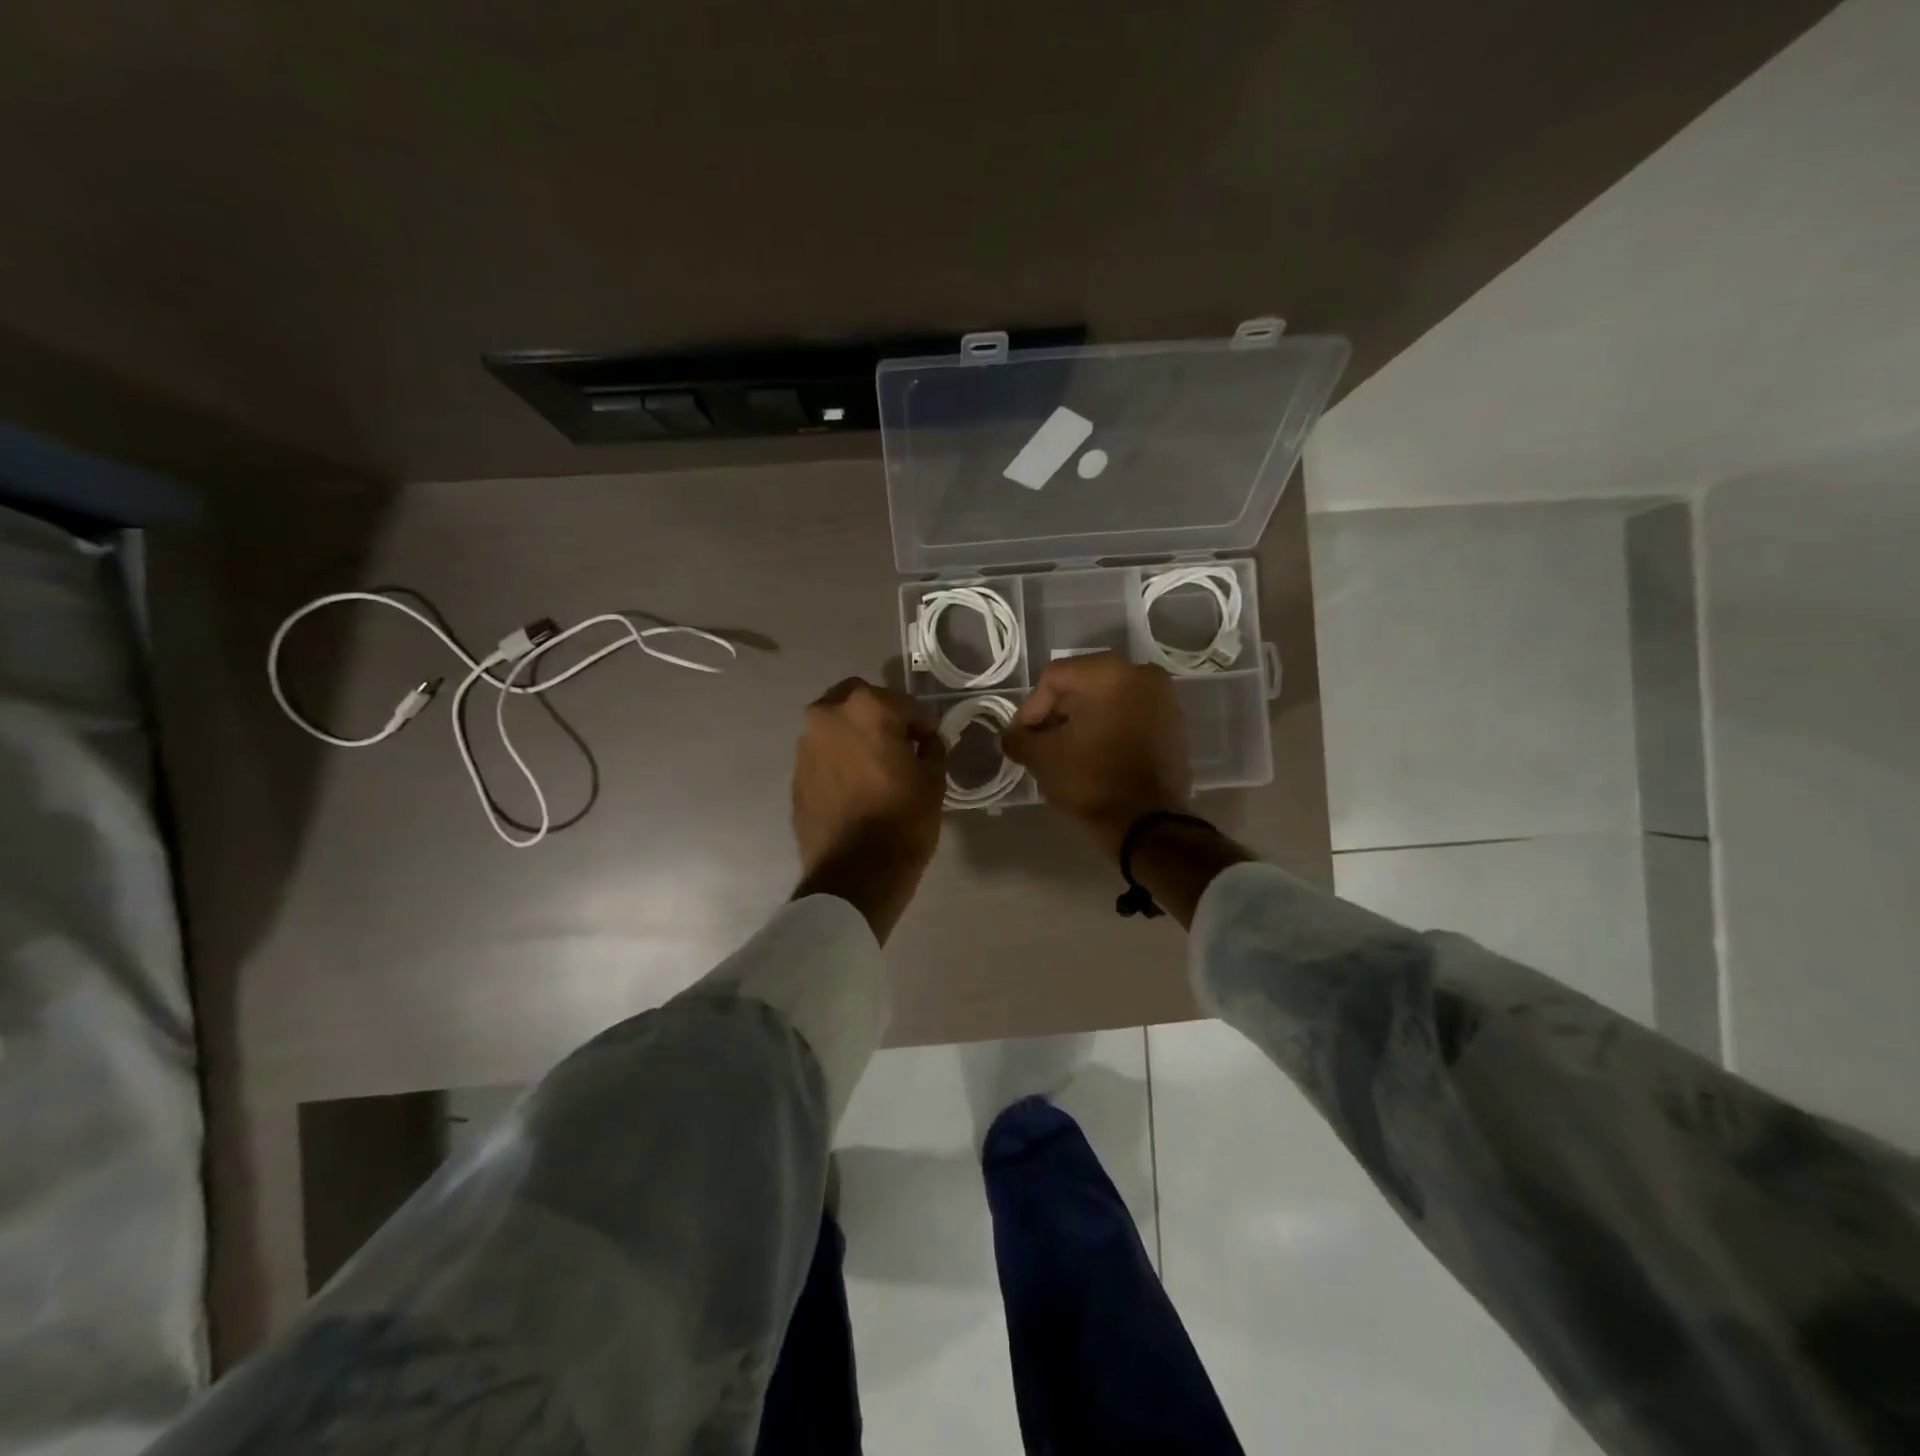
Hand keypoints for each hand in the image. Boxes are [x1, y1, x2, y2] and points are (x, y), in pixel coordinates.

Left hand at [792, 678, 945, 939]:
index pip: (904, 704)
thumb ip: (931, 749)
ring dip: (856, 736)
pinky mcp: (796, 775)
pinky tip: (857, 785)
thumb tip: (925, 741)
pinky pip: (824, 754)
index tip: (932, 743)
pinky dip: (840, 759)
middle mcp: (828, 716)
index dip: (923, 724)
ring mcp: (805, 745)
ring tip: (877, 766)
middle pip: (859, 700)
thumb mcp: (933, 780)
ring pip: (836, 726)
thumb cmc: (902, 820)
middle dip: (881, 715)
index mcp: (866, 708)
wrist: (854, 874)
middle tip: (900, 744)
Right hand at [1001, 652, 1190, 858]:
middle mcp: (1141, 674)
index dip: (1030, 708)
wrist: (1148, 824)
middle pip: (1083, 685)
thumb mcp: (1041, 758)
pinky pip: (1131, 716)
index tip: (1022, 738)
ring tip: (1067, 751)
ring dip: (1084, 721)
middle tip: (1041, 743)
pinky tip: (1095, 755)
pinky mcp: (1175, 725)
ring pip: (1109, 700)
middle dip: (1058, 713)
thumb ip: (1019, 738)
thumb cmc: (1090, 780)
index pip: (1054, 679)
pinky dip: (1110, 729)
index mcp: (1108, 673)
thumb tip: (1011, 736)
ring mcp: (1164, 699)